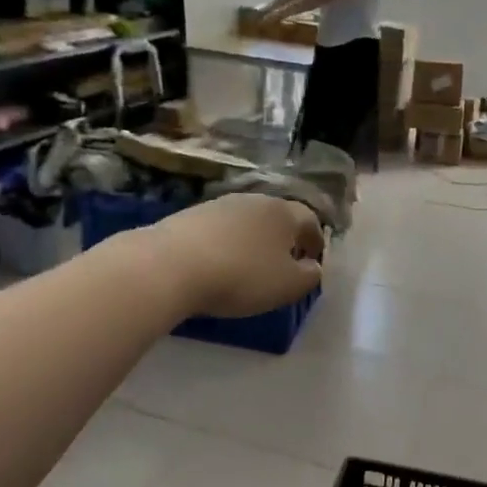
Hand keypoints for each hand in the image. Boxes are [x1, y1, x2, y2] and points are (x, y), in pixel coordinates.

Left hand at [147, 195, 324, 318]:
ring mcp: (219, 204)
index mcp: (284, 213)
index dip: (315, 241)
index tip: (313, 260)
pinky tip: (218, 264)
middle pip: (277, 216)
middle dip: (284, 238)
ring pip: (247, 221)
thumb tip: (313, 267)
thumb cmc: (242, 276)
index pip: (310, 220)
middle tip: (283, 263)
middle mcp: (254, 200)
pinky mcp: (190, 215)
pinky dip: (226, 244)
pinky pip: (219, 230)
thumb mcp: (287, 286)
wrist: (171, 265)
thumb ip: (309, 276)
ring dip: (253, 240)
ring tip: (249, 265)